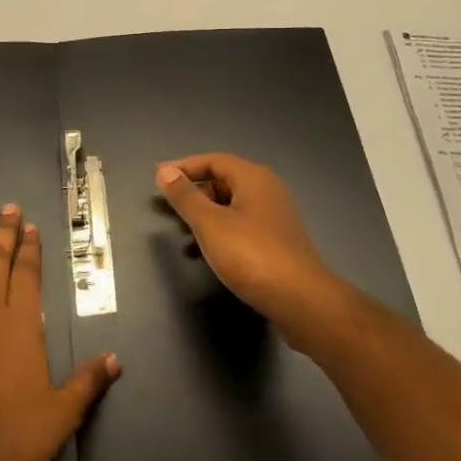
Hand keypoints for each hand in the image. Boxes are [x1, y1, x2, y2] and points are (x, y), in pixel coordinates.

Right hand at [156, 154, 351, 348]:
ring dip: (205, 215)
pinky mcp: (278, 241)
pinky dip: (220, 232)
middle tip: (168, 207)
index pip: (213, 160)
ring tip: (181, 232)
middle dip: (194, 192)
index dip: (184, 167)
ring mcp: (275, 216)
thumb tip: (165, 171)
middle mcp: (267, 189)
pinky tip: (206, 254)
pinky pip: (241, 225)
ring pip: (232, 205)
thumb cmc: (251, 255)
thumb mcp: (210, 224)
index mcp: (253, 177)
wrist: (301, 301)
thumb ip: (185, 197)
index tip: (159, 178)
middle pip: (223, 180)